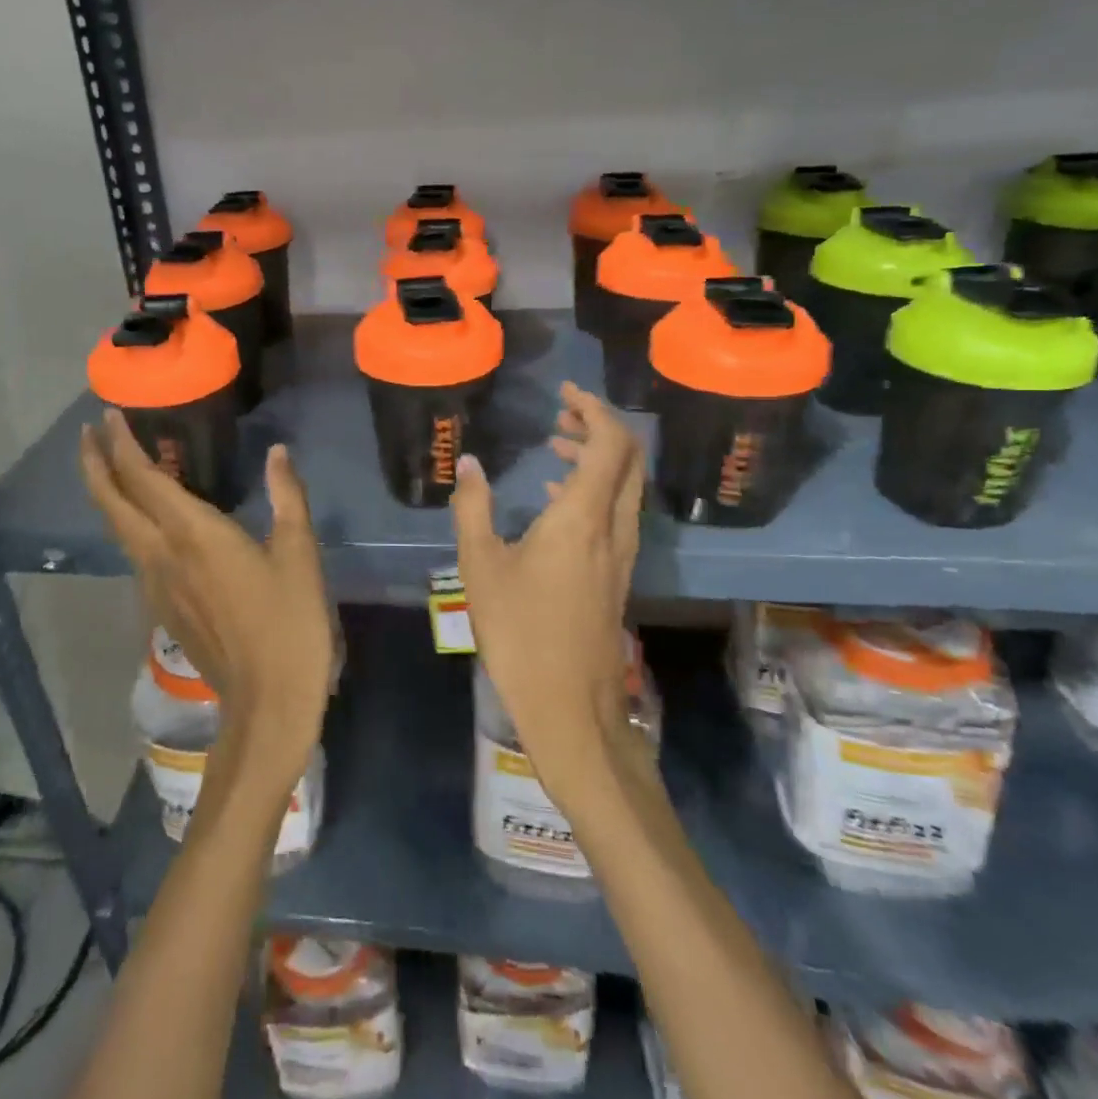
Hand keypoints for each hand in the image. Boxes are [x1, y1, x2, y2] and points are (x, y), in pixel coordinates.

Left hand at [79, 411, 334, 785]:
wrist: (267, 702)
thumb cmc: (289, 623)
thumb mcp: (298, 554)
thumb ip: (287, 498)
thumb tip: (278, 453)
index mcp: (193, 535)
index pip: (142, 478)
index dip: (121, 444)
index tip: (108, 416)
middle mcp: (162, 555)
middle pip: (112, 503)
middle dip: (96, 465)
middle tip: (89, 434)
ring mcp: (156, 585)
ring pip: (118, 530)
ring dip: (107, 494)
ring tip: (111, 468)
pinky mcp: (162, 608)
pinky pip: (134, 553)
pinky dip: (128, 523)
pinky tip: (146, 521)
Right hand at [451, 383, 645, 797]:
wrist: (570, 705)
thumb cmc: (520, 632)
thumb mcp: (481, 566)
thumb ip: (473, 508)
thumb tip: (469, 463)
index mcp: (584, 517)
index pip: (611, 443)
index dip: (594, 409)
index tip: (564, 393)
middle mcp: (614, 527)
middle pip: (628, 459)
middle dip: (599, 426)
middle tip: (560, 413)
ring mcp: (622, 553)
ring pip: (626, 486)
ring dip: (599, 457)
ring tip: (556, 446)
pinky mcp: (617, 574)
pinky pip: (618, 511)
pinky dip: (596, 487)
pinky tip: (560, 499)